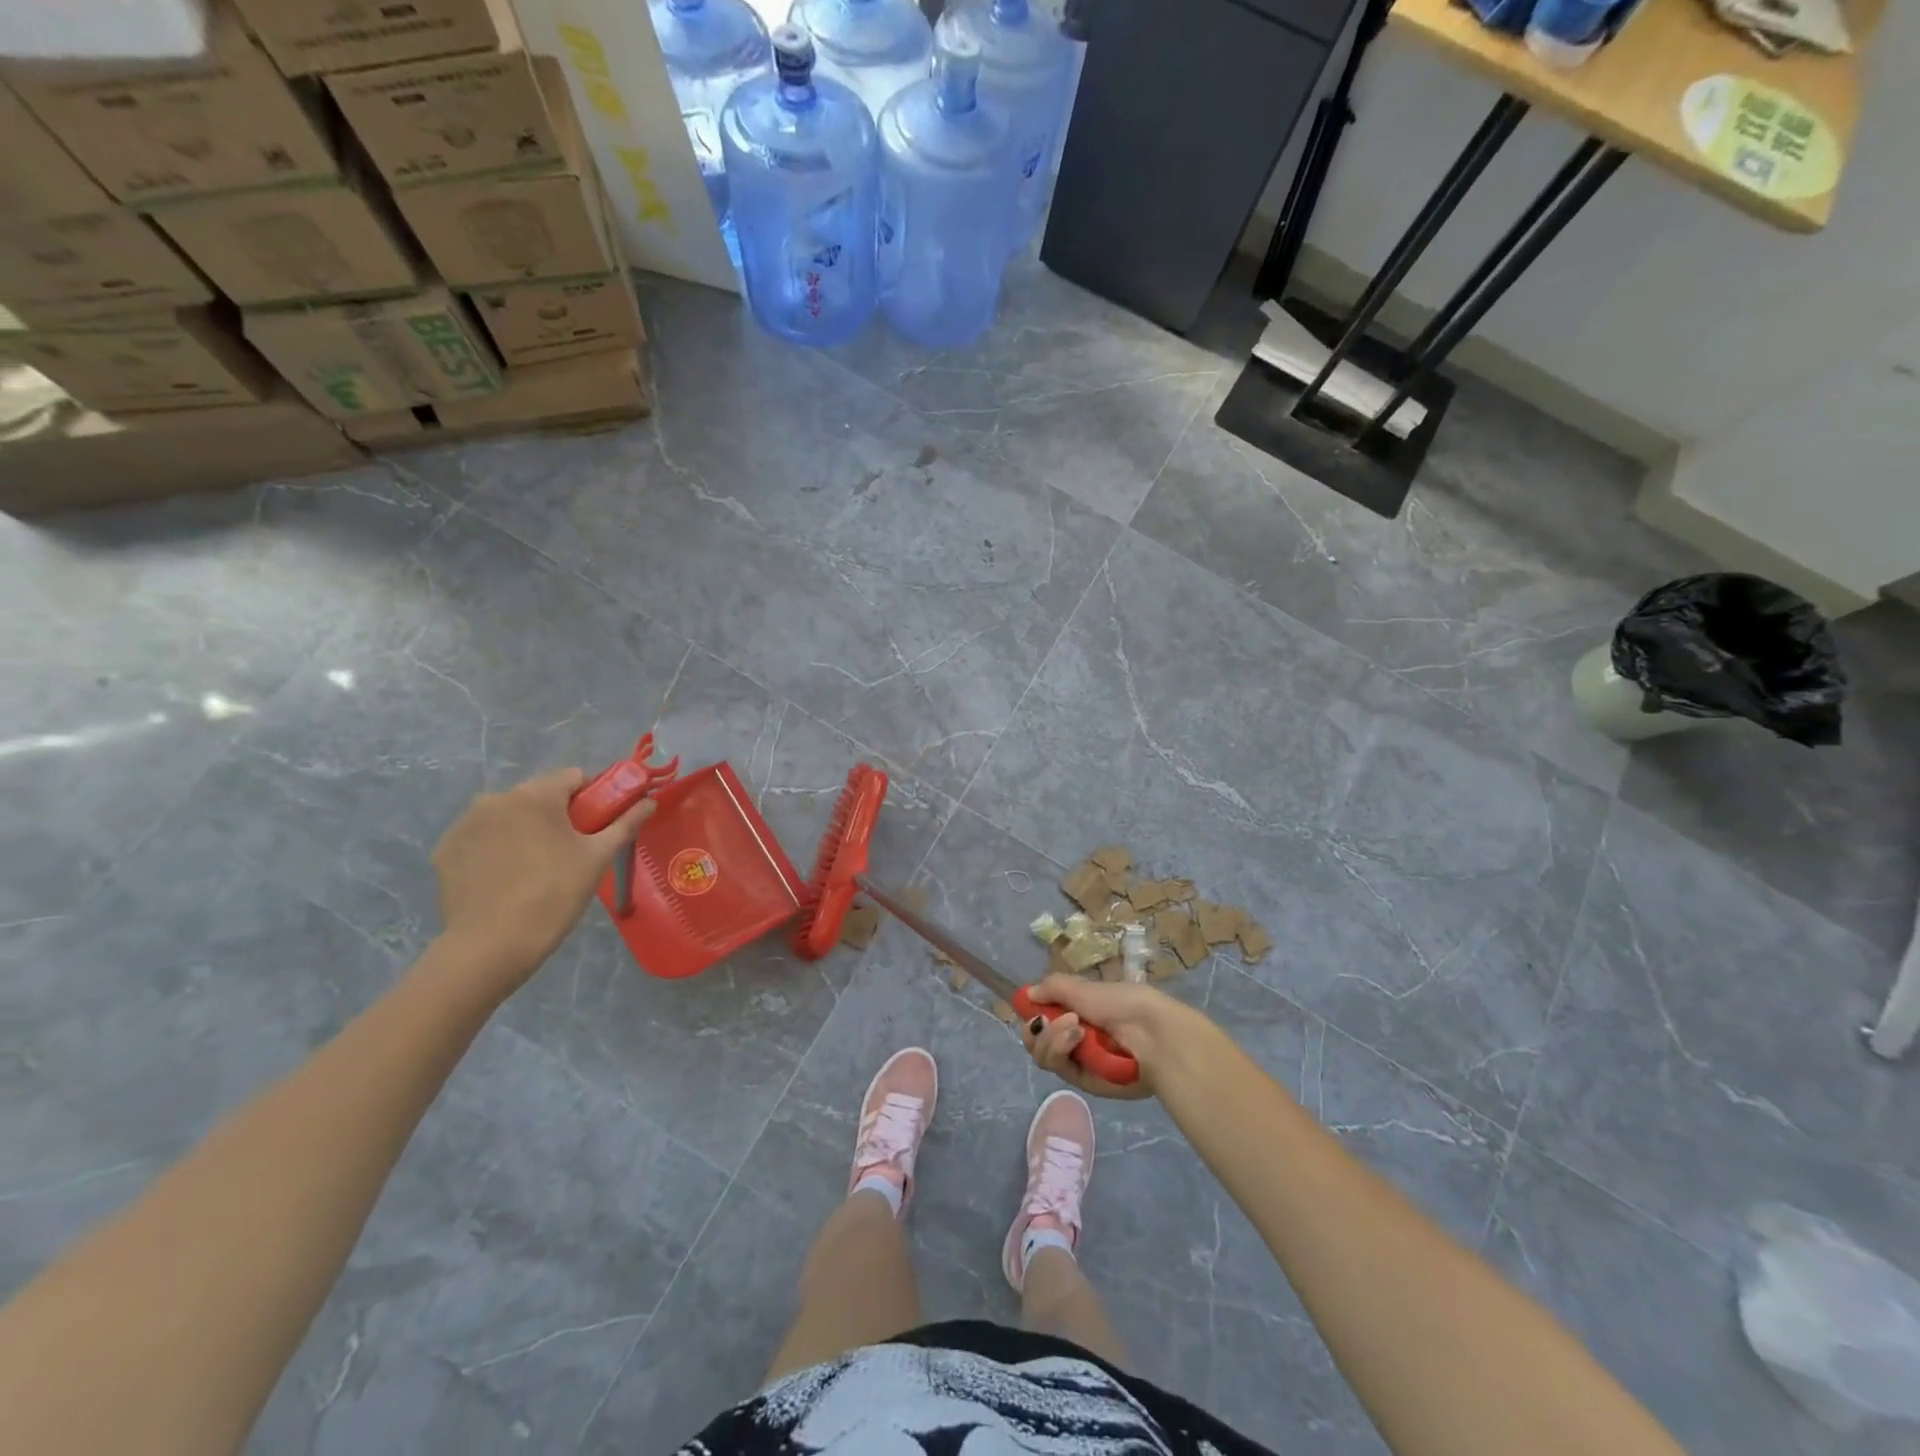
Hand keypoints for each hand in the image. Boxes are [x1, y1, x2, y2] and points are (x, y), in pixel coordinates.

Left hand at [431, 768, 652, 994]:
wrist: (492, 945)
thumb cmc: (555, 894)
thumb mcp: (598, 857)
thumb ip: (625, 823)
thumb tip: (650, 801)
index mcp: (536, 794)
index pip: (574, 778)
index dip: (592, 799)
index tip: (596, 828)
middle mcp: (496, 798)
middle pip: (539, 795)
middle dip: (556, 816)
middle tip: (569, 852)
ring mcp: (465, 823)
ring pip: (508, 816)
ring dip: (524, 830)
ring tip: (534, 868)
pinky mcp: (445, 849)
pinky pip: (481, 837)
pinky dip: (495, 849)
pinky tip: (505, 878)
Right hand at [1019, 975, 1210, 1100]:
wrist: (1154, 1035)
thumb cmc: (1122, 1004)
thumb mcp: (1084, 988)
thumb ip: (1053, 987)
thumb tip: (1028, 994)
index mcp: (1078, 1010)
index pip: (1043, 1015)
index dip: (1032, 1013)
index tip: (1029, 1007)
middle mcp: (1075, 1036)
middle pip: (1036, 1039)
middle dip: (1037, 1028)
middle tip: (1047, 1020)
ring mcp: (1079, 1060)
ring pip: (1043, 1054)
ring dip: (1051, 1038)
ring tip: (1074, 1027)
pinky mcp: (1084, 1081)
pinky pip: (1059, 1068)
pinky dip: (1061, 1050)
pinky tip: (1076, 1037)